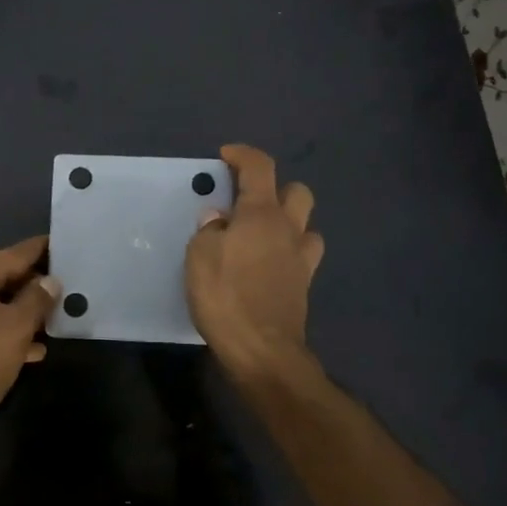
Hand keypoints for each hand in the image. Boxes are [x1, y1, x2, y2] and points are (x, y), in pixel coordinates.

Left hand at [0, 235, 58, 428]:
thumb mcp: (18, 327)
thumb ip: (37, 299)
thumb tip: (49, 280)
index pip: (15, 254)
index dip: (40, 250)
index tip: (61, 245)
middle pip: (2, 277)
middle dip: (32, 285)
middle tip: (61, 289)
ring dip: (20, 312)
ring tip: (50, 323)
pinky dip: (3, 330)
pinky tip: (28, 350)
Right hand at [185, 144, 325, 378]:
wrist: (263, 351)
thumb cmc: (226, 297)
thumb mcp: (200, 257)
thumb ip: (209, 230)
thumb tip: (218, 218)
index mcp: (261, 214)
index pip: (260, 167)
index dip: (243, 154)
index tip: (225, 156)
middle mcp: (288, 229)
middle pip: (297, 191)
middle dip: (275, 188)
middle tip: (247, 201)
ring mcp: (301, 258)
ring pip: (307, 224)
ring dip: (288, 221)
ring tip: (261, 233)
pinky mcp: (303, 285)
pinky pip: (303, 255)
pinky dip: (288, 251)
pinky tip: (269, 263)